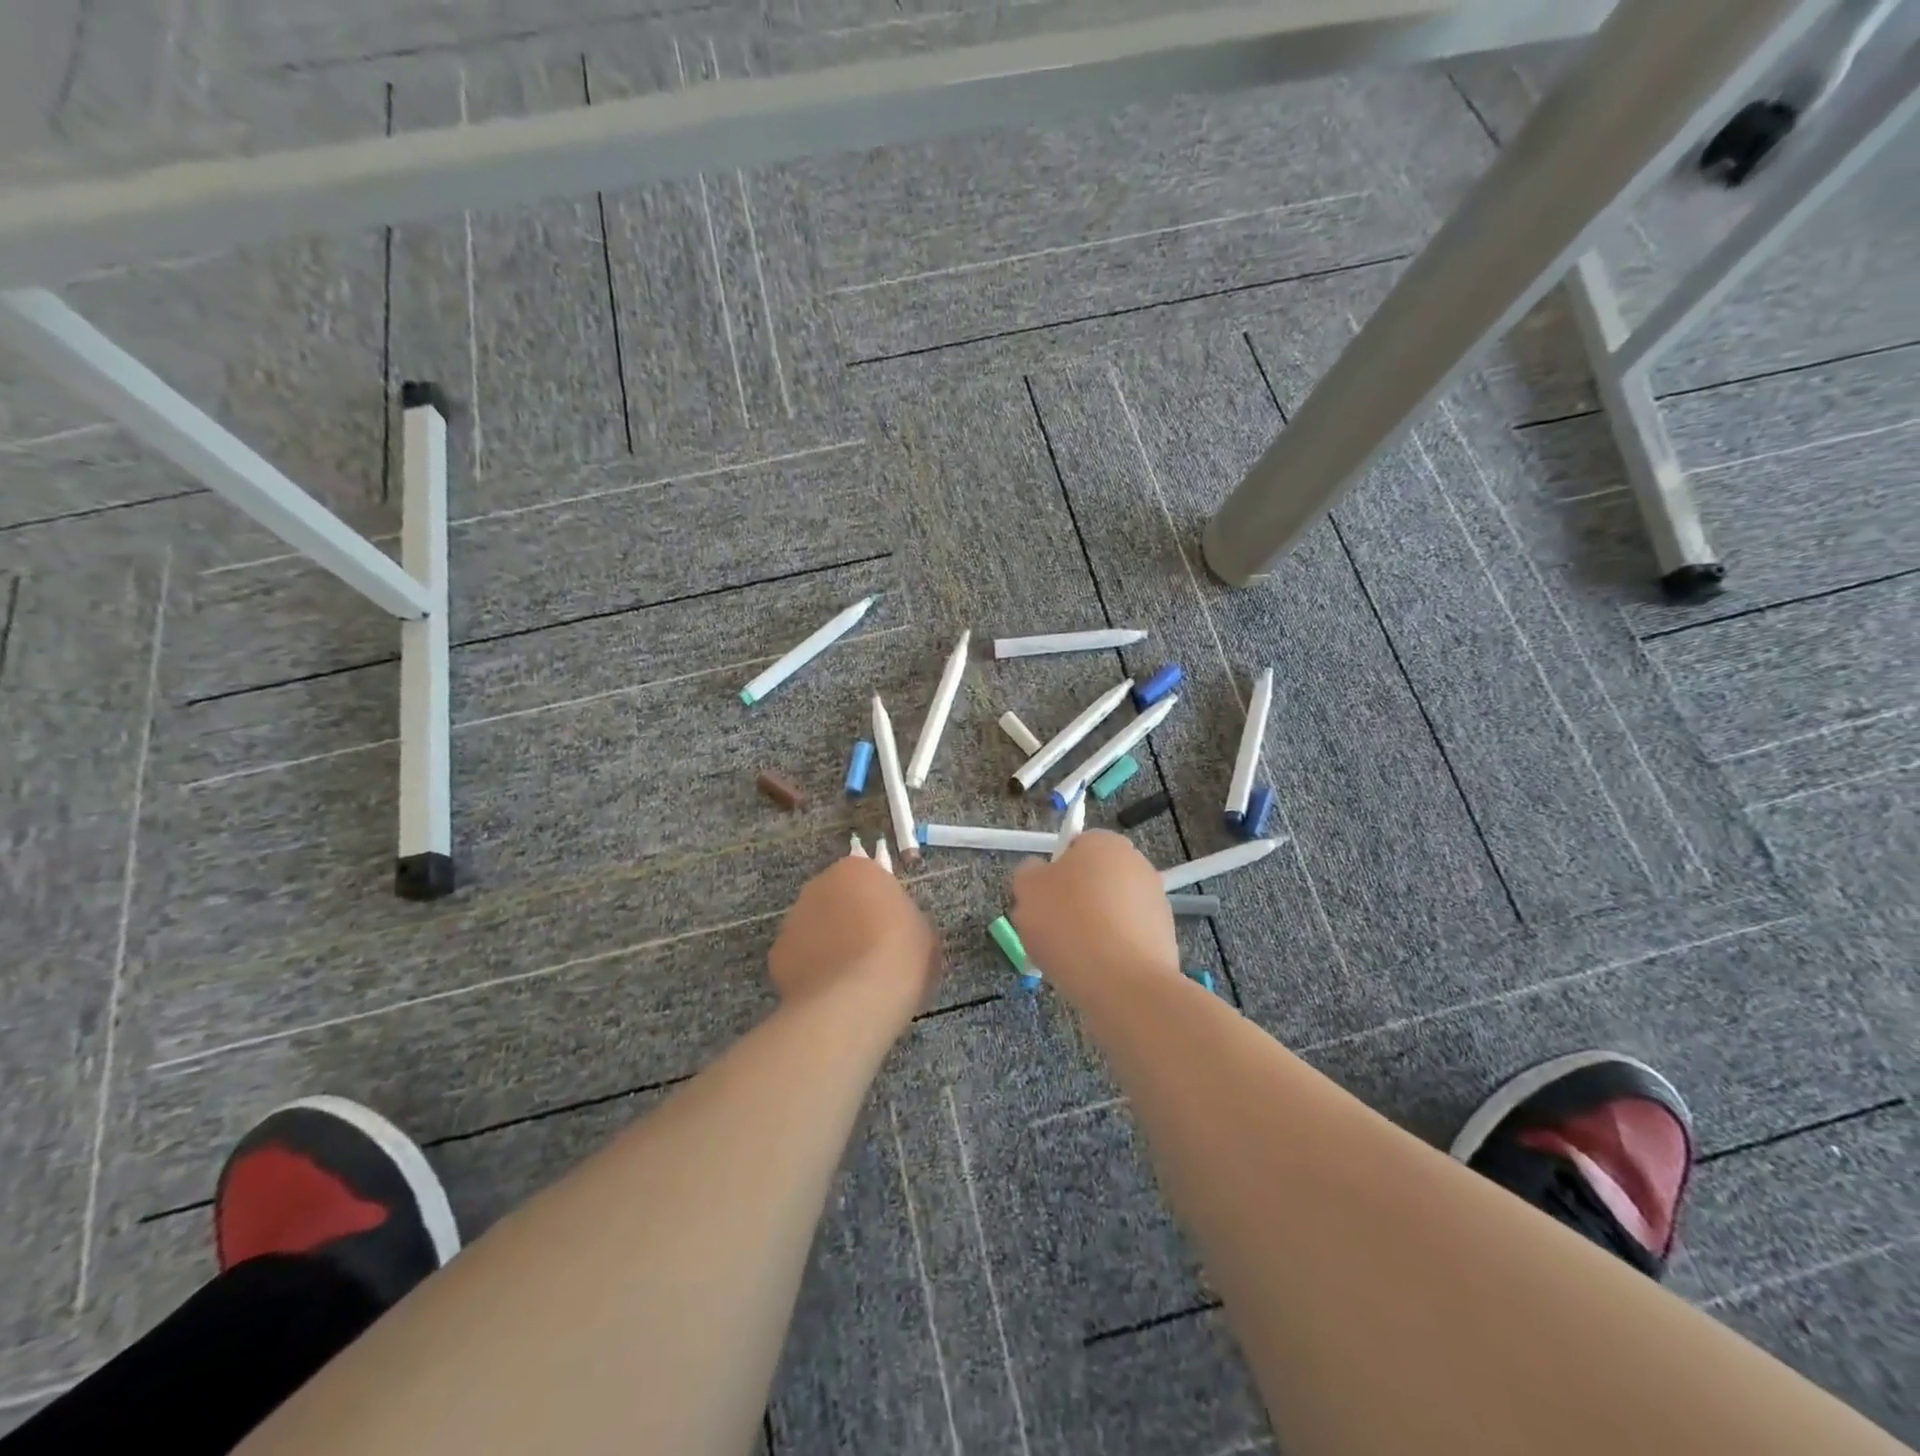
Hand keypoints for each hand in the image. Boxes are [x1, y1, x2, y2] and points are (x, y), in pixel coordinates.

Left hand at [768, 856, 940, 1017]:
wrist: (857, 1000)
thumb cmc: (900, 955)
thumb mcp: (922, 930)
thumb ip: (903, 918)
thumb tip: (893, 928)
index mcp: (857, 870)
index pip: (867, 878)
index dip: (879, 904)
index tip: (891, 929)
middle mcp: (818, 885)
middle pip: (836, 899)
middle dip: (848, 920)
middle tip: (870, 952)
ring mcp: (792, 919)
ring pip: (813, 928)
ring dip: (827, 944)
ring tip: (848, 980)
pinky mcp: (776, 955)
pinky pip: (799, 959)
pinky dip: (810, 972)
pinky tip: (828, 994)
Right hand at [1010, 831, 1179, 1002]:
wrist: (1122, 983)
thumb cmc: (1069, 924)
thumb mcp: (1027, 889)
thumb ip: (1028, 873)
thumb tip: (1039, 875)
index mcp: (1105, 842)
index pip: (1073, 847)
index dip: (1052, 873)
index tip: (1039, 900)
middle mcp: (1136, 864)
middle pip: (1091, 880)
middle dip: (1070, 902)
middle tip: (1047, 931)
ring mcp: (1155, 901)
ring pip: (1107, 911)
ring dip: (1089, 928)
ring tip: (1068, 958)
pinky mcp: (1164, 937)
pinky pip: (1124, 938)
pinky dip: (1109, 951)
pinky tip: (1093, 972)